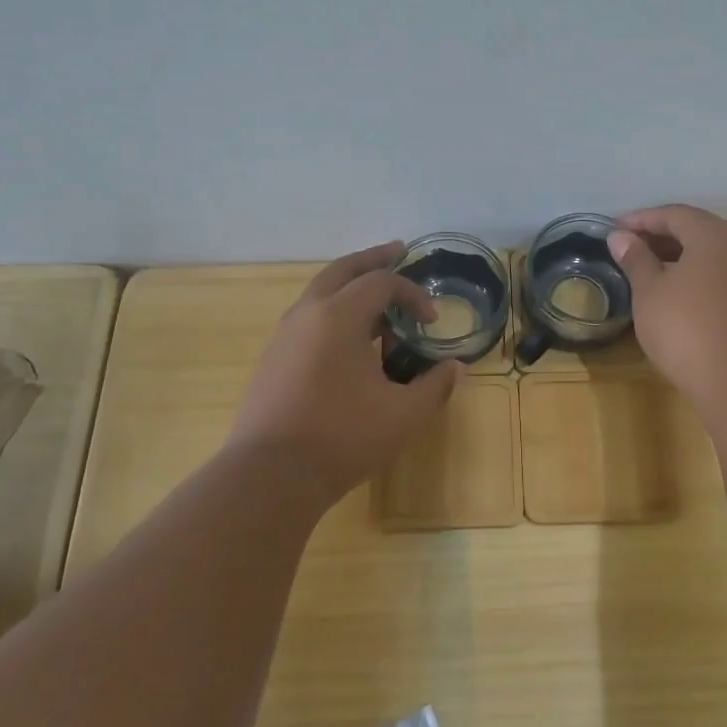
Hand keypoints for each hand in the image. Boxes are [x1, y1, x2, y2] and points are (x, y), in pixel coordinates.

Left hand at [227, 243, 462, 502]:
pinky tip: (349, 341)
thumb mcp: (403, 416)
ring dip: (351, 287)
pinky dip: (333, 312)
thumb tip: (456, 368)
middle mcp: (307, 314)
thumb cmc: (342, 438)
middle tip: (398, 251)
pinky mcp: (273, 358)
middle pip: (342, 269)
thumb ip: (435, 387)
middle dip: (373, 259)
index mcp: (338, 316)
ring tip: (377, 301)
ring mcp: (284, 335)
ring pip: (320, 293)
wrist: (270, 475)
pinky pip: (308, 318)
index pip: (381, 283)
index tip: (431, 320)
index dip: (412, 294)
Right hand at [607, 205, 726, 415]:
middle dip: (662, 235)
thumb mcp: (650, 294)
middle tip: (629, 248)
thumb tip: (621, 237)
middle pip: (699, 229)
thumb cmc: (688, 331)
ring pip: (715, 253)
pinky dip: (701, 274)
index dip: (642, 219)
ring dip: (682, 255)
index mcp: (716, 236)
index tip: (614, 229)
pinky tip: (681, 294)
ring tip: (650, 270)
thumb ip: (636, 260)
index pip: (675, 214)